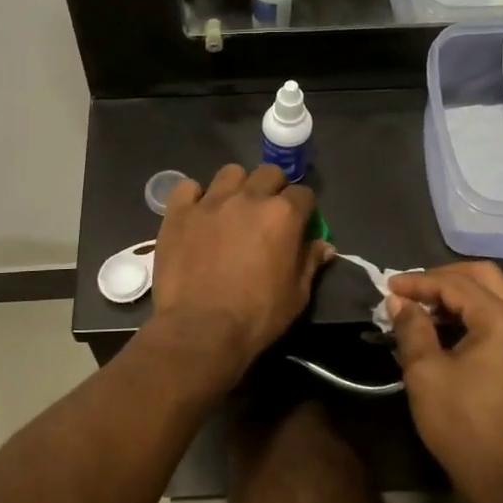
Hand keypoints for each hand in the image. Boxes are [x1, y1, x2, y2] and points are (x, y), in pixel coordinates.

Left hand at [151, 164, 333, 379]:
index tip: (300, 223)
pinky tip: (197, 214)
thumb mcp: (297, 295)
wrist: (200, 329)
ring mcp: (210, 202)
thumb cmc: (257, 316)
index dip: (304, 208)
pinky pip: (188, 188)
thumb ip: (310, 262)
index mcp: (283, 215)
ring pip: (230, 173)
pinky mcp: (179, 212)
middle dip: (273, 188)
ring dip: (237, 186)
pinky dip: (195, 197)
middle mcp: (248, 198)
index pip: (303, 194)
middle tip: (267, 213)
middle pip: (268, 173)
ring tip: (232, 209)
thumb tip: (323, 245)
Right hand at [387, 262, 502, 495]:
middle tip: (410, 290)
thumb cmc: (462, 424)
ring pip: (495, 298)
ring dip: (458, 297)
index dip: (419, 282)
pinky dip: (473, 316)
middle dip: (443, 278)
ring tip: (422, 309)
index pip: (456, 284)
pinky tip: (445, 331)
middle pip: (484, 278)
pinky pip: (502, 321)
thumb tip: (399, 301)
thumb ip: (412, 327)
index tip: (388, 288)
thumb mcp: (425, 372)